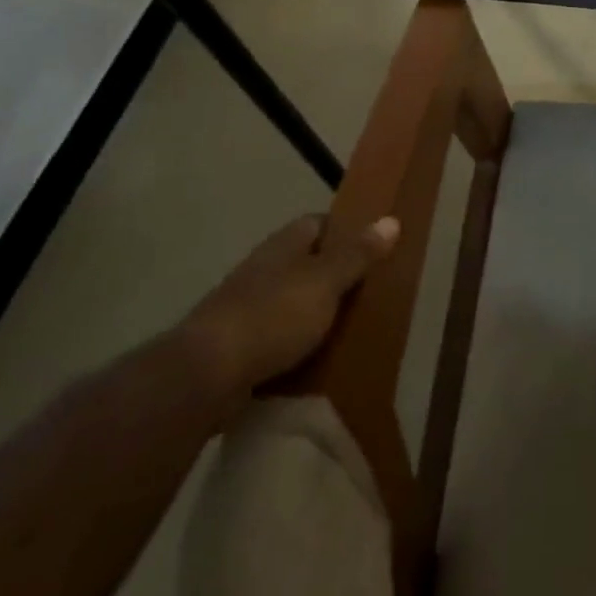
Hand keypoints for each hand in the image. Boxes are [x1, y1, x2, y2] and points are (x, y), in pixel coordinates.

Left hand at [181, 213, 400, 399]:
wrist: (204, 376)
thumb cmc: (273, 316)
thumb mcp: (326, 282)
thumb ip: (357, 255)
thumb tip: (391, 219)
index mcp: (284, 244)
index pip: (319, 223)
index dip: (346, 231)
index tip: (373, 248)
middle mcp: (263, 268)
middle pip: (306, 262)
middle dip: (333, 276)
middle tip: (368, 293)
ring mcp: (246, 307)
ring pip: (291, 300)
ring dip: (314, 313)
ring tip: (348, 330)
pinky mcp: (236, 345)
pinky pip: (276, 337)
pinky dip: (295, 345)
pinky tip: (314, 360)